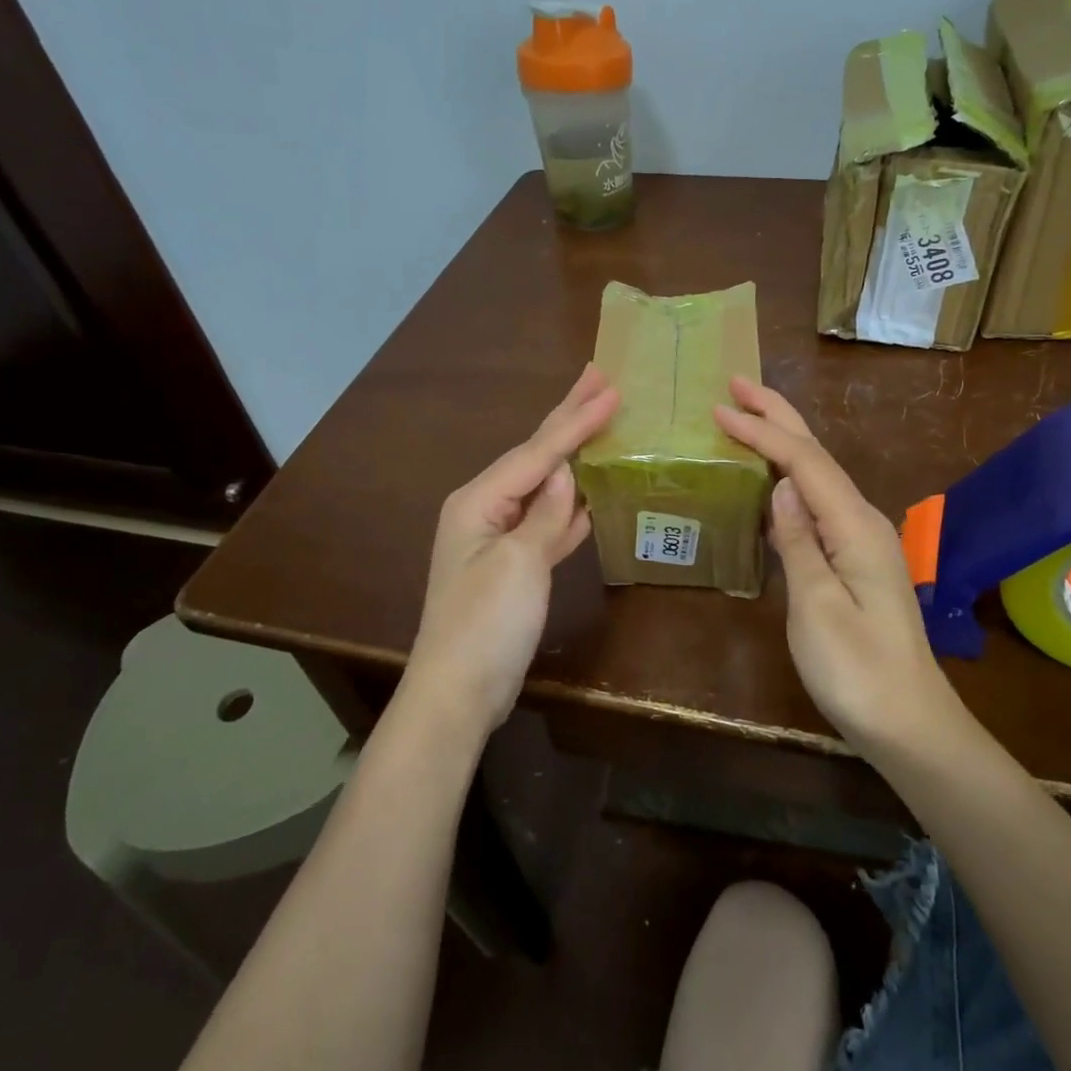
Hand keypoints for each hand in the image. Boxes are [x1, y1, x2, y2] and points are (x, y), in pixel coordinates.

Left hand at [404, 365, 619, 737]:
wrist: (458, 693)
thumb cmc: (485, 625)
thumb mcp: (518, 565)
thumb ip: (544, 515)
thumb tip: (566, 474)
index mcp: (478, 501)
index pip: (537, 452)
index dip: (576, 420)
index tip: (611, 388)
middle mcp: (484, 509)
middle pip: (534, 455)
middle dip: (567, 417)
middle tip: (599, 377)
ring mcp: (498, 537)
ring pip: (543, 484)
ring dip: (572, 454)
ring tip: (598, 420)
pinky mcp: (515, 565)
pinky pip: (546, 520)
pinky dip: (570, 504)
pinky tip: (590, 491)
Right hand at [713, 377, 951, 752]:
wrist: (909, 724)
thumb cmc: (857, 671)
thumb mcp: (818, 607)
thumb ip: (799, 541)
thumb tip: (781, 485)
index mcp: (854, 526)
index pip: (804, 462)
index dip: (762, 432)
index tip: (719, 409)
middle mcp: (862, 521)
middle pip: (816, 455)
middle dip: (778, 416)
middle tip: (737, 385)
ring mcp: (861, 540)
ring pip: (818, 475)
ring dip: (783, 441)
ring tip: (748, 416)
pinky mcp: (854, 559)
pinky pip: (817, 502)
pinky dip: (789, 477)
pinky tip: (771, 480)